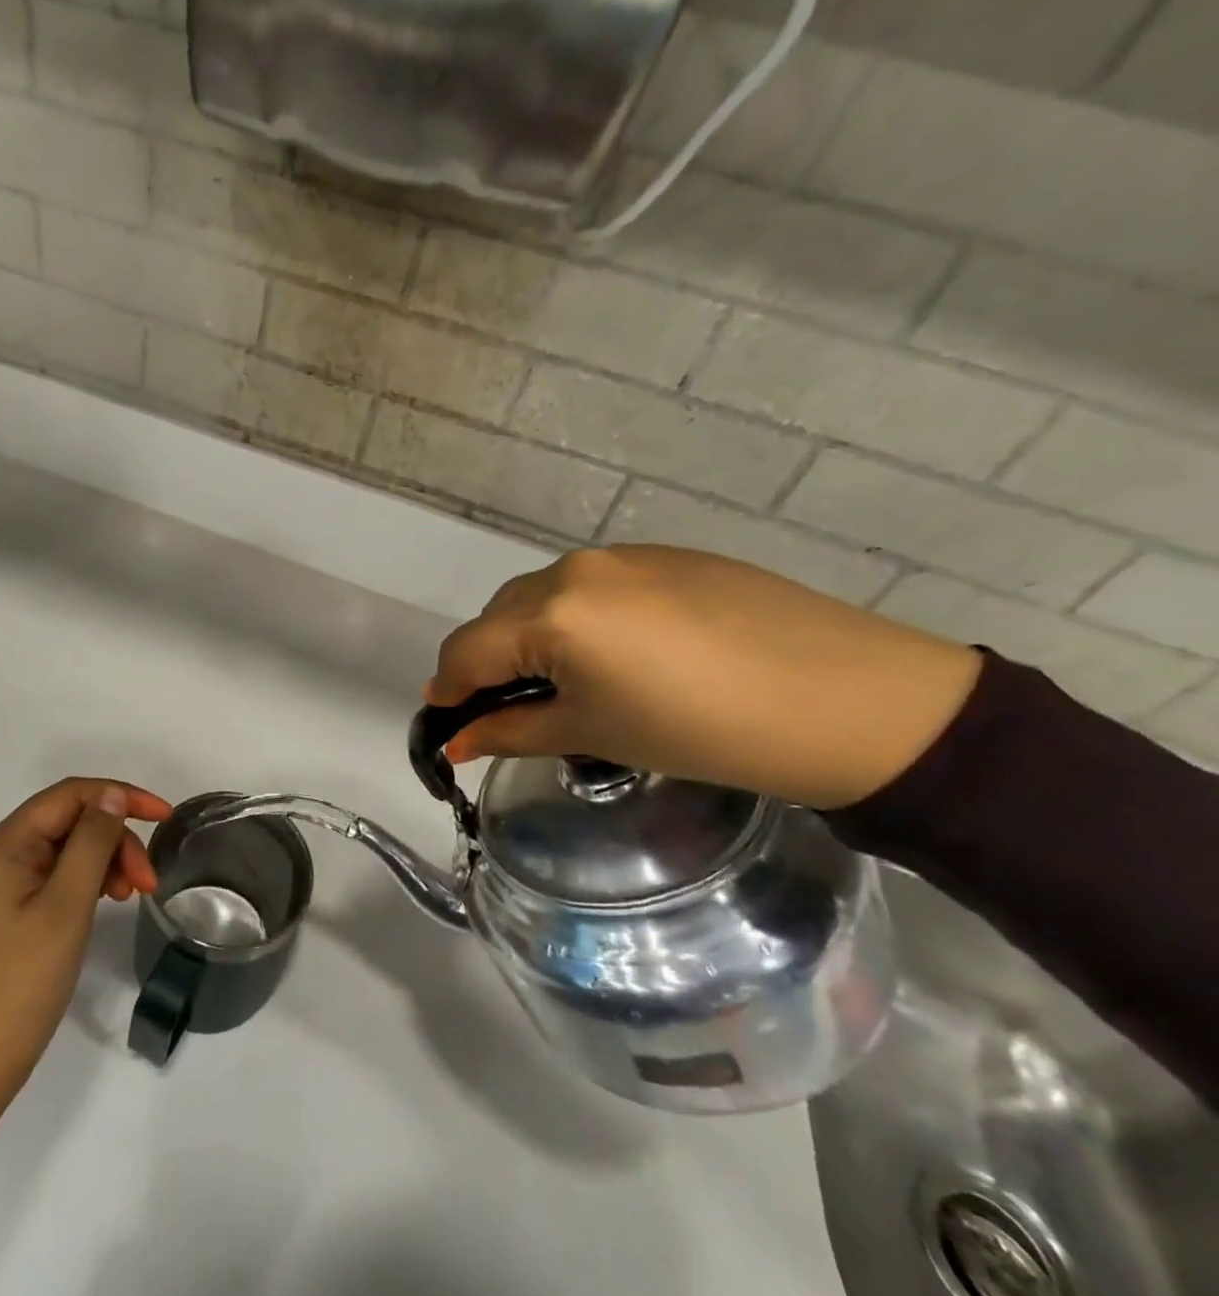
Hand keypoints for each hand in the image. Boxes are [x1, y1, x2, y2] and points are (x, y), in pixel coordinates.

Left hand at [0, 778, 172, 1135]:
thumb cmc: (20, 983)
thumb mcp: (66, 907)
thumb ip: (91, 843)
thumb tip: (112, 796)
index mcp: (2, 845)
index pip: (70, 795)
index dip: (120, 796)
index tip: (164, 816)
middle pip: (69, 822)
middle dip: (115, 840)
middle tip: (148, 882)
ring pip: (65, 850)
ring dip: (105, 862)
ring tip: (131, 896)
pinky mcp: (6, 912)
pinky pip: (54, 877)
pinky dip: (87, 883)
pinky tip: (108, 902)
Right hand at [427, 546, 981, 808]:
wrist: (849, 700)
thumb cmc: (702, 731)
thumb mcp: (594, 735)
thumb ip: (511, 731)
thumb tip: (456, 740)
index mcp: (550, 613)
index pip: (467, 651)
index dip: (448, 691)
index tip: (446, 723)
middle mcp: (573, 569)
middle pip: (499, 617)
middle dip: (488, 663)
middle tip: (510, 710)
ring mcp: (622, 555)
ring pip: (544, 596)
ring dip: (532, 637)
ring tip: (569, 683)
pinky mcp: (665, 555)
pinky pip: (593, 586)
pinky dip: (579, 618)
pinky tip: (622, 654)